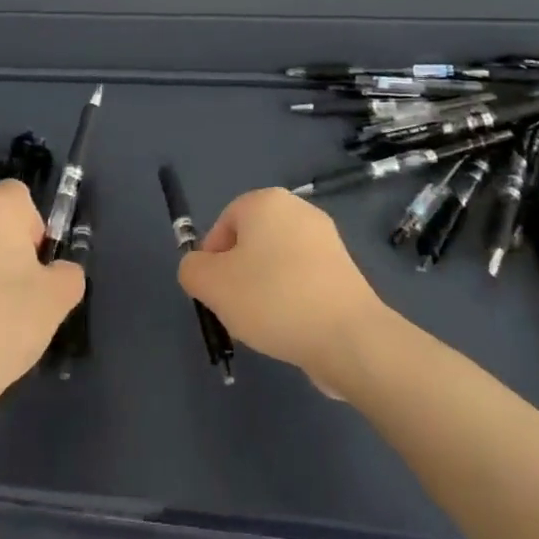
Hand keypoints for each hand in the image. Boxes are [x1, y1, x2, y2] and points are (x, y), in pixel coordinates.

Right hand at [177, 188, 392, 383]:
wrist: (347, 336)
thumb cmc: (272, 298)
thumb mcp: (211, 284)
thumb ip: (192, 269)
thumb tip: (200, 268)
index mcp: (266, 201)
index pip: (223, 223)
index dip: (211, 259)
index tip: (215, 292)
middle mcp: (298, 210)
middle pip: (250, 242)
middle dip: (237, 276)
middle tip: (235, 309)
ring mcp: (326, 240)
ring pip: (276, 263)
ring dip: (263, 291)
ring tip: (264, 325)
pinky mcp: (343, 270)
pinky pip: (302, 281)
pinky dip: (291, 300)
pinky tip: (290, 328)